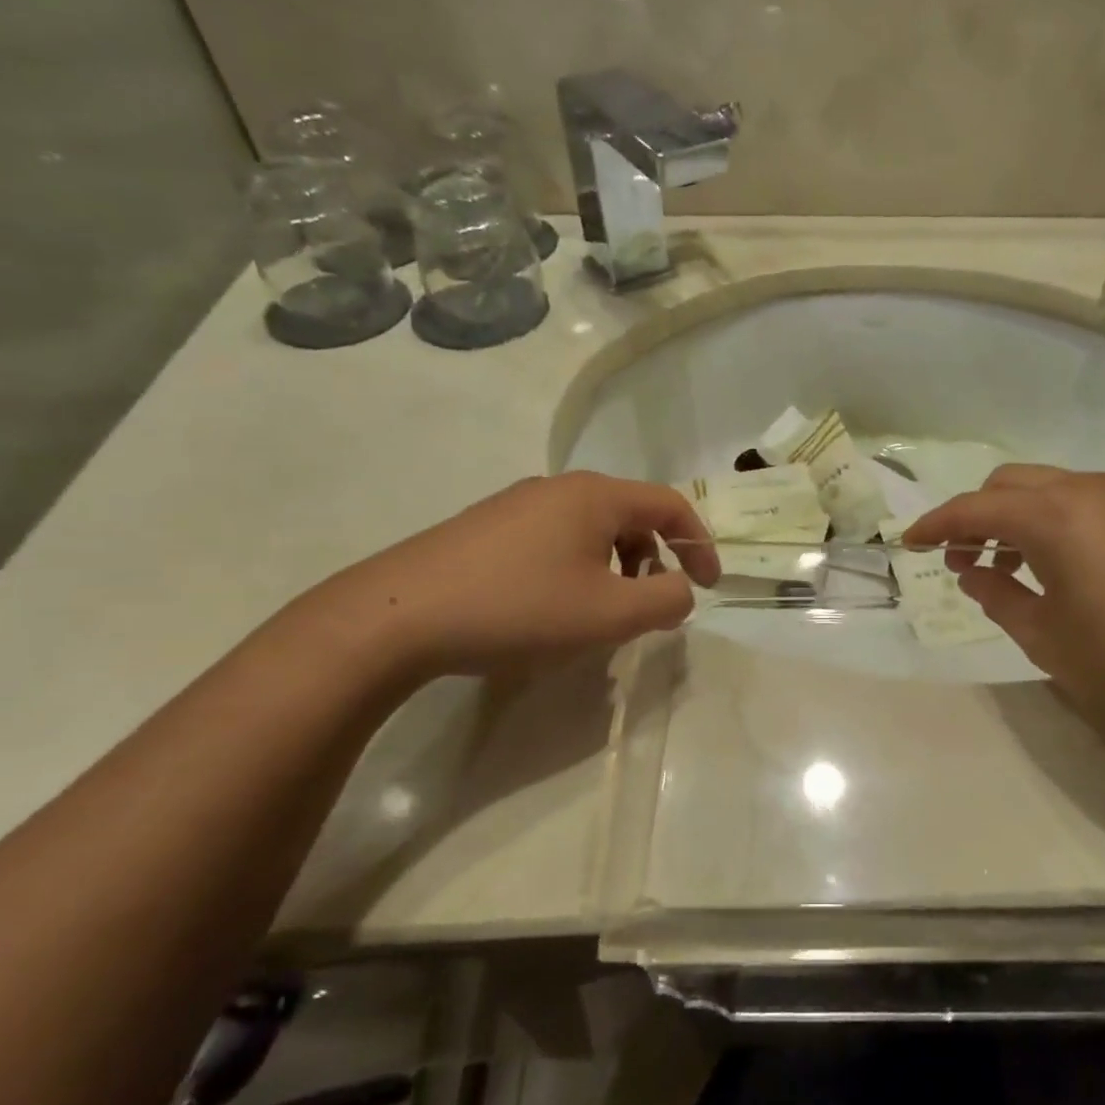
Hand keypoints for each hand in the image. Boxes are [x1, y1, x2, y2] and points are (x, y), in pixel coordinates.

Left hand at [310, 472, 719, 679]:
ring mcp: (516, 506)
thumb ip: (665, 600)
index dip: (700, 544)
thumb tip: (679, 590)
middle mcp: (558, 488)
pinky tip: (549, 610)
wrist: (397, 616)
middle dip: (653, 560)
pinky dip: (575, 570)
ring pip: (590, 530)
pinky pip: (553, 541)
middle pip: (630, 516)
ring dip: (613, 568)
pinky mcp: (485, 529)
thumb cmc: (519, 608)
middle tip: (646, 607)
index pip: (670, 504)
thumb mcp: (609, 614)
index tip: (707, 586)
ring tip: (598, 614)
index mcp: (595, 496)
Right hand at [904, 465, 1104, 735]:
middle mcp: (1081, 490)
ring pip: (1042, 489)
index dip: (934, 525)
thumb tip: (972, 572)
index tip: (908, 544)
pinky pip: (1074, 501)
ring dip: (1010, 517)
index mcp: (1049, 515)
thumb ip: (997, 596)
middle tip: (958, 560)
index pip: (972, 509)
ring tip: (1002, 567)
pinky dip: (1045, 520)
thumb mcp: (1044, 635)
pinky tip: (1049, 564)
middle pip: (1005, 485)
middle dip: (972, 516)